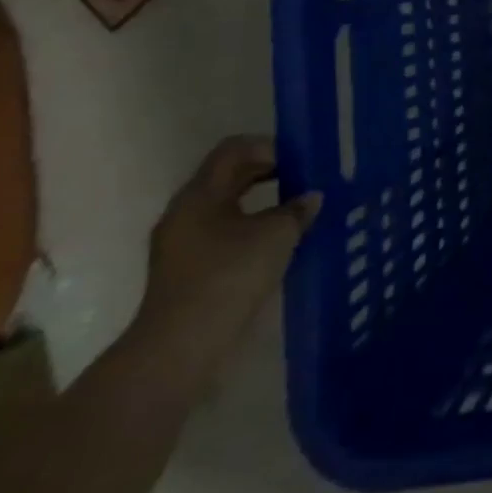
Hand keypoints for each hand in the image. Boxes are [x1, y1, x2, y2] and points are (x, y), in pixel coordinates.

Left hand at [128, 136, 319, 393]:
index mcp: (199, 194)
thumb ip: (298, 208)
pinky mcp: (188, 270)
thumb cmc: (229, 275)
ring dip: (263, 202)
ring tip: (299, 209)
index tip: (302, 160)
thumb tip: (310, 197)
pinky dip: (253, 228)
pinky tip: (280, 241)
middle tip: (307, 179)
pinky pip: (225, 233)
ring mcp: (182, 244)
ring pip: (228, 206)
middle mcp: (185, 212)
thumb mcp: (277, 234)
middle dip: (270, 172)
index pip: (234, 149)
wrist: (181, 346)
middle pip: (229, 176)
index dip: (270, 146)